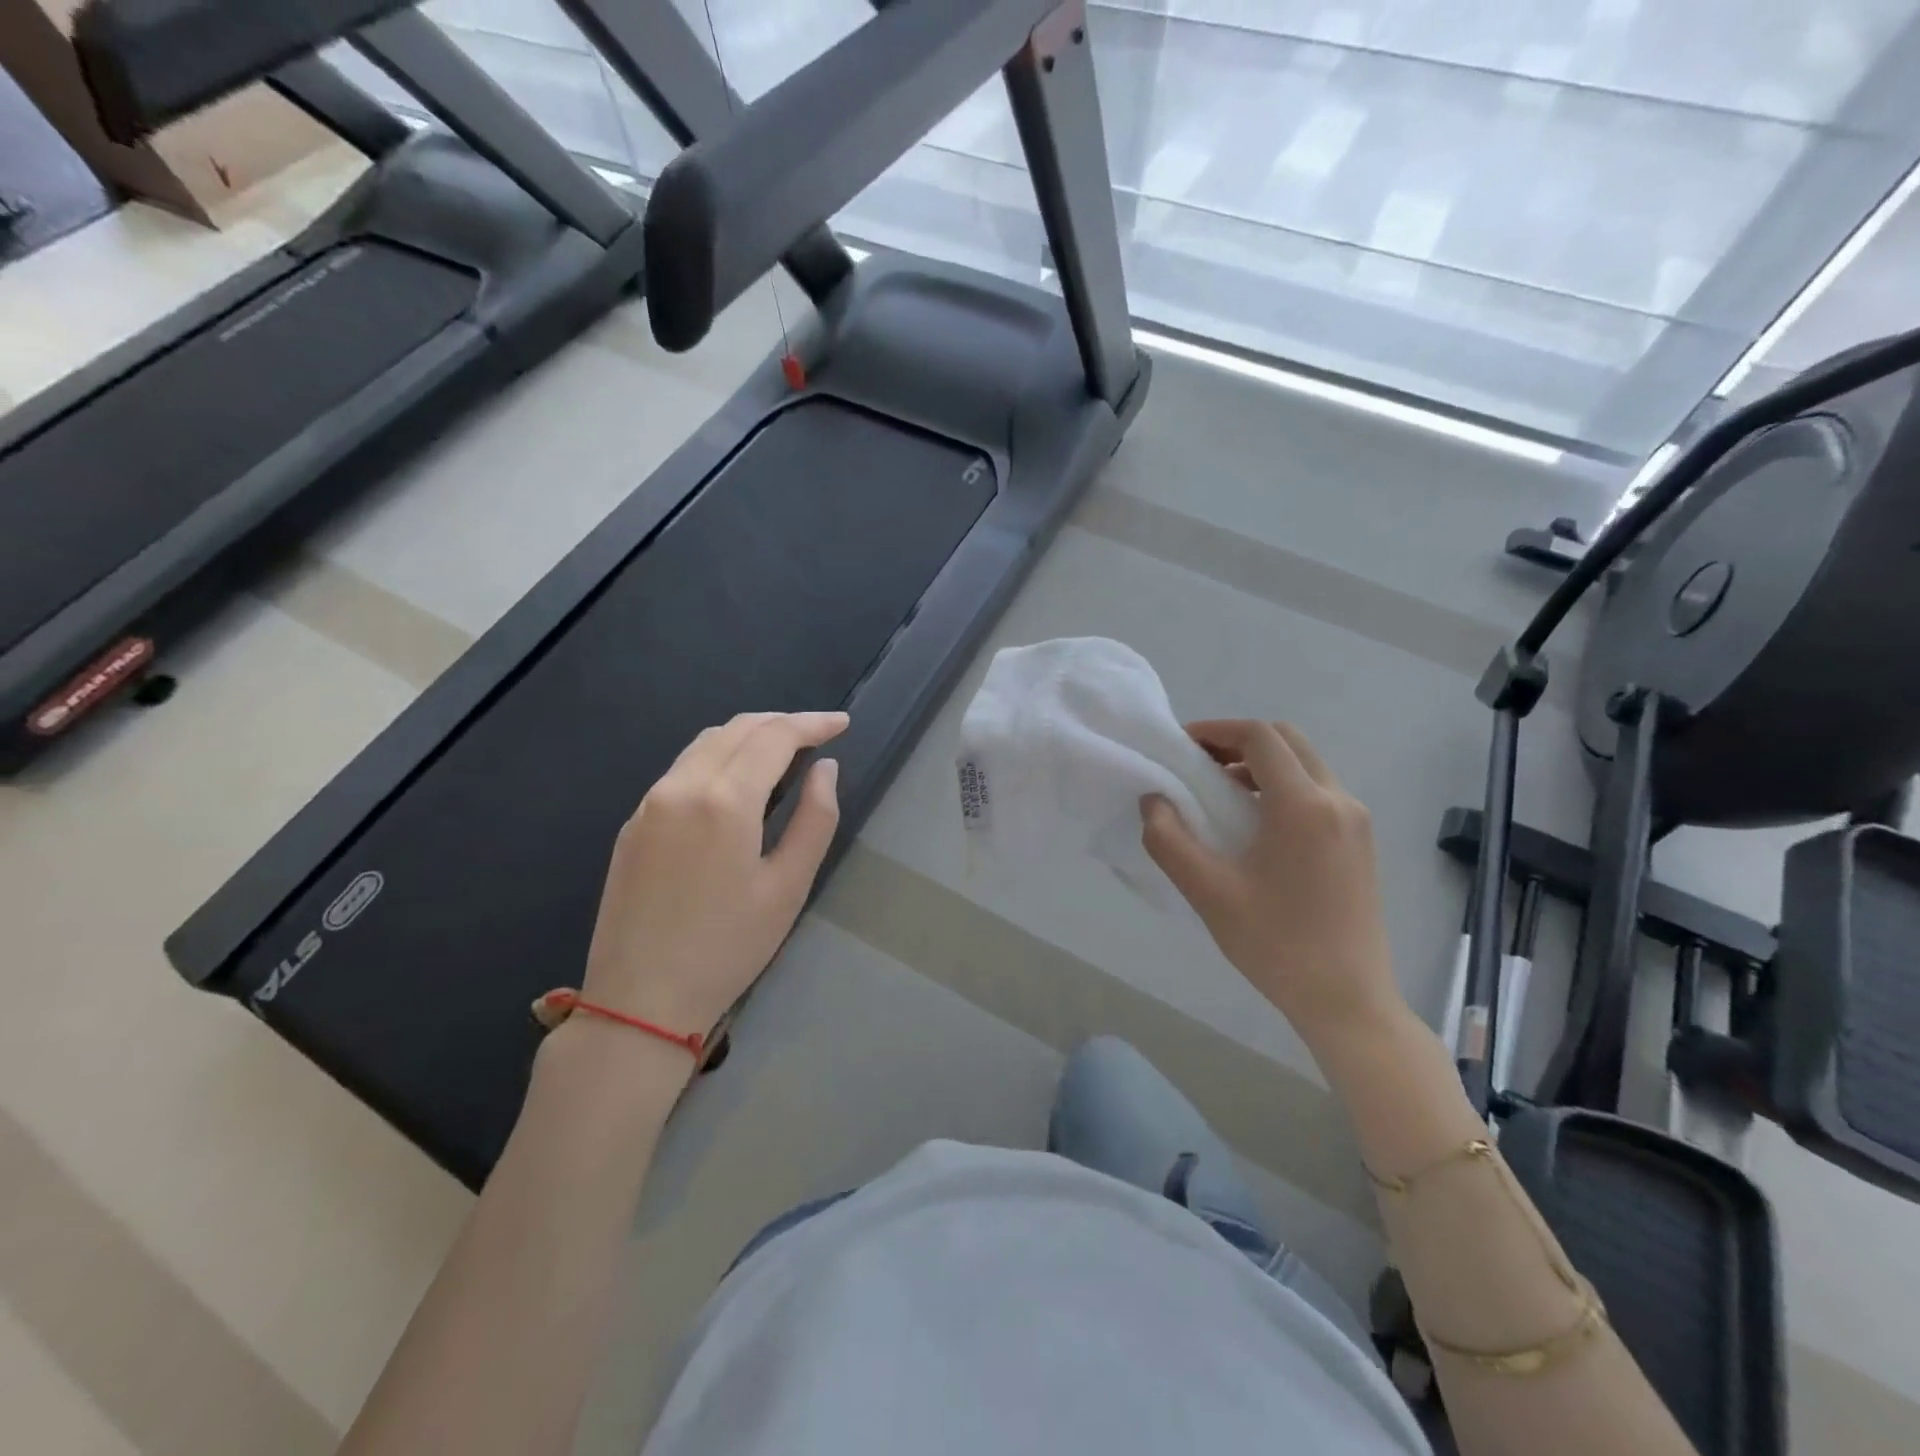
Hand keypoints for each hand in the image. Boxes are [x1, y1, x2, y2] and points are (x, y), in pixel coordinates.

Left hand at [580, 711, 847, 1039]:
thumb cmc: (728, 947)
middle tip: (819, 734)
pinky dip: (719, 756)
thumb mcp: (788, 886)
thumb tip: (825, 768)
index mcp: (724, 800)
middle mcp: (681, 786)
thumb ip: (815, 818)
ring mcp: (650, 802)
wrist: (639, 999)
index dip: (812, 723)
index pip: (774, 736)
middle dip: (782, 722)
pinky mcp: (634, 822)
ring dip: (749, 735)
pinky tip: (737, 780)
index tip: (842, 723)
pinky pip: (683, 768)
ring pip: (706, 743)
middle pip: (737, 729)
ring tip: (783, 751)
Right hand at [1140, 719, 1403, 1049]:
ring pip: (1306, 765)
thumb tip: (1153, 800)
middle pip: (1288, 741)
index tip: (1182, 746)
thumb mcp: (1208, 892)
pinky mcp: (1361, 843)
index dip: (1217, 730)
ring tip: (1220, 795)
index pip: (1260, 737)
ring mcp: (1356, 822)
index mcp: (1303, 805)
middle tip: (1199, 764)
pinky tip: (1256, 825)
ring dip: (1261, 765)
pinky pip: (1318, 792)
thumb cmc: (1275, 943)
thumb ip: (1169, 840)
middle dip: (1239, 742)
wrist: (1347, 1000)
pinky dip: (1282, 788)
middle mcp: (1338, 801)